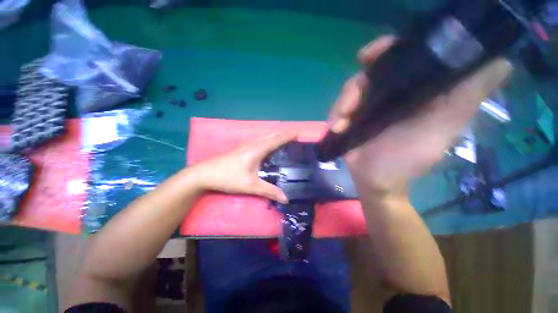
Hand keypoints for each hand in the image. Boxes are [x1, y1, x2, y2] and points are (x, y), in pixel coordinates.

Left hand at [192, 133, 295, 202]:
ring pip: (264, 137)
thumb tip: (286, 199)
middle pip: (271, 136)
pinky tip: (267, 146)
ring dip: (275, 136)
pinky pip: (259, 140)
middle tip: (293, 137)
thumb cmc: (229, 177)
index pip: (277, 140)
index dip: (287, 137)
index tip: (297, 134)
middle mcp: (253, 144)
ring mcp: (246, 145)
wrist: (205, 173)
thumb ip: (269, 191)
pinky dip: (268, 140)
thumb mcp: (251, 186)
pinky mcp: (241, 148)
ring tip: (283, 140)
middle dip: (283, 135)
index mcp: (258, 149)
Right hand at [329, 36, 512, 194]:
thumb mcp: (441, 129)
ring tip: (340, 125)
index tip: (368, 55)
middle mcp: (391, 94)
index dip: (387, 49)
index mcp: (415, 90)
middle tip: (348, 105)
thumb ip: (467, 97)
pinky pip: (338, 109)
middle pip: (368, 73)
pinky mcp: (351, 119)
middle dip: (355, 87)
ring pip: (349, 92)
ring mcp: (367, 107)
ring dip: (341, 106)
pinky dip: (334, 116)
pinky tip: (336, 128)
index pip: (402, 57)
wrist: (375, 180)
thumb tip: (502, 61)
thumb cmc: (407, 160)